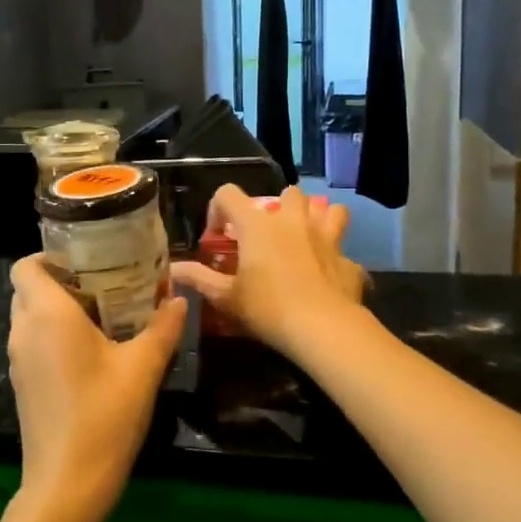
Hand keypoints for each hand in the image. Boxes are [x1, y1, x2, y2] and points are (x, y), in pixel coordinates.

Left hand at [7, 256, 186, 521]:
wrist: (67, 485)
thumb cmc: (104, 415)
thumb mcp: (143, 368)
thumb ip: (163, 327)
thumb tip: (179, 300)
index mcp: (47, 314)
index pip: (26, 266)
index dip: (49, 257)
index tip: (87, 262)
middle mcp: (24, 330)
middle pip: (29, 289)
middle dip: (61, 281)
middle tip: (104, 285)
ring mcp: (18, 360)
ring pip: (31, 317)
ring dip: (59, 309)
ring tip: (104, 315)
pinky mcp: (22, 384)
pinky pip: (33, 343)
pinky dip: (54, 335)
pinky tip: (92, 353)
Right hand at [169, 185, 365, 354]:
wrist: (323, 328)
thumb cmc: (267, 308)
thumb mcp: (226, 297)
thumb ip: (198, 279)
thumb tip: (172, 269)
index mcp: (257, 225)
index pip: (228, 193)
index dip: (218, 208)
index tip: (218, 235)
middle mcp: (292, 221)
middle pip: (287, 193)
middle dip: (279, 207)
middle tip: (269, 235)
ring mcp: (325, 236)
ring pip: (328, 210)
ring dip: (318, 219)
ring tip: (308, 238)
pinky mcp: (348, 259)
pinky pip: (343, 250)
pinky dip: (336, 258)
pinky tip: (328, 276)